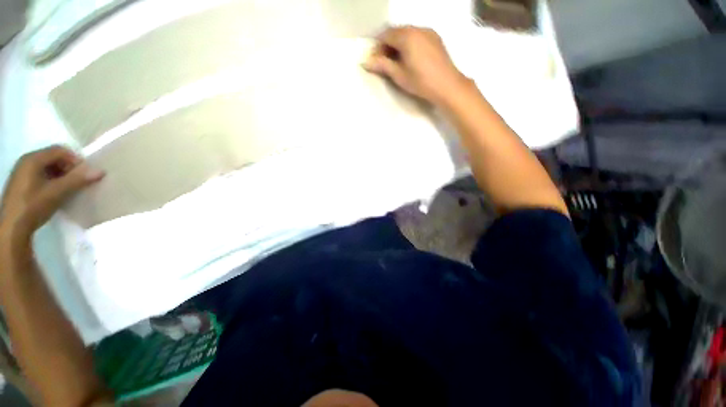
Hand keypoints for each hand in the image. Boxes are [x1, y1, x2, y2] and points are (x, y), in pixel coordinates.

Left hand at [0, 146, 103, 240]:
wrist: (12, 228)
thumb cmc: (34, 206)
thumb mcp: (57, 193)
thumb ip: (78, 180)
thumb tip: (100, 171)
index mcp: (33, 159)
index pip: (60, 150)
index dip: (75, 160)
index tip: (84, 174)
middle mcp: (26, 160)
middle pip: (53, 157)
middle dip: (68, 167)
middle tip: (77, 182)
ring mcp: (22, 172)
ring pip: (48, 166)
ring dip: (61, 174)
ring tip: (67, 188)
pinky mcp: (22, 182)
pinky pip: (41, 174)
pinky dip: (52, 179)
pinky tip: (55, 192)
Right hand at [363, 26, 469, 105]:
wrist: (447, 85)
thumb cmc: (421, 82)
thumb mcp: (399, 75)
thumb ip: (382, 65)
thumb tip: (366, 61)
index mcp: (406, 36)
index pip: (385, 35)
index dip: (377, 47)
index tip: (375, 61)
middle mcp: (417, 28)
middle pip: (396, 32)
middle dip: (387, 45)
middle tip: (384, 62)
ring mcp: (428, 31)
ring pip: (407, 33)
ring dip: (398, 44)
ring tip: (397, 62)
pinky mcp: (435, 38)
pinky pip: (417, 36)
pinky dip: (409, 44)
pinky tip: (410, 58)